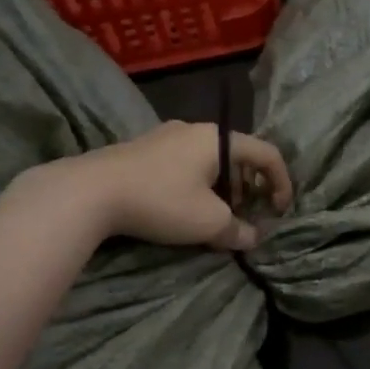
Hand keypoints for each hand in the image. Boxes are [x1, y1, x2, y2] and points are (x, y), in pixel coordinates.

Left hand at [23, 121, 293, 252]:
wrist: (88, 192)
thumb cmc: (160, 201)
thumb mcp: (208, 222)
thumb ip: (238, 230)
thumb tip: (252, 238)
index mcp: (218, 139)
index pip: (266, 153)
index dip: (281, 182)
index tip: (280, 210)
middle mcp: (194, 130)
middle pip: (238, 155)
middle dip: (250, 187)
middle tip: (249, 214)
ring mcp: (165, 136)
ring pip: (209, 160)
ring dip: (224, 187)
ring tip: (218, 215)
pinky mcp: (141, 150)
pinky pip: (184, 163)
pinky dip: (198, 184)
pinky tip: (185, 207)